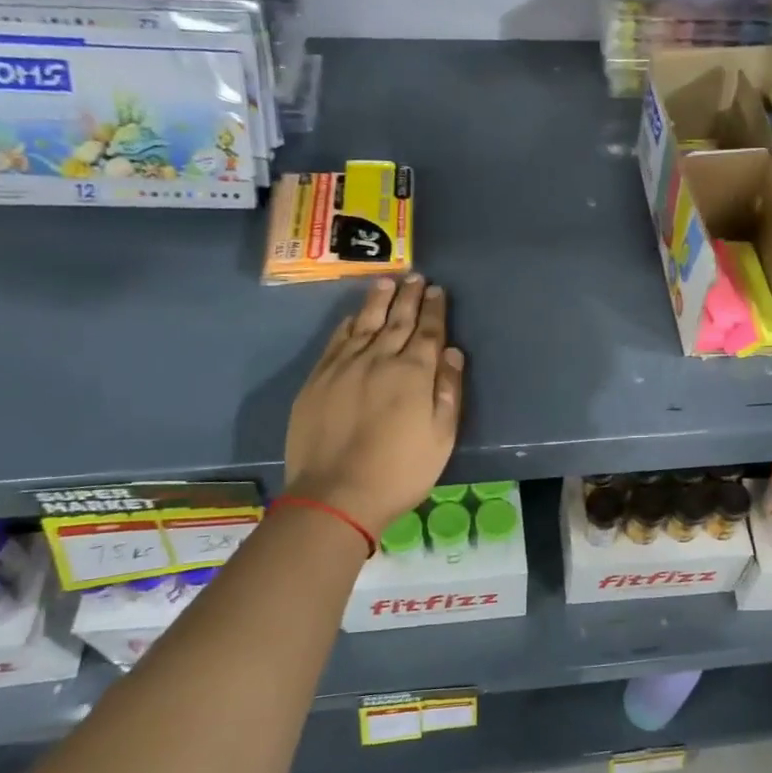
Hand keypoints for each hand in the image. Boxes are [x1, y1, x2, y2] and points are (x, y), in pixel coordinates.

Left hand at [283, 276, 464, 536]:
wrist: (336, 495)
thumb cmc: (400, 471)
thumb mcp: (442, 437)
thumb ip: (448, 390)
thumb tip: (452, 351)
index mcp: (414, 373)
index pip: (428, 331)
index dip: (434, 310)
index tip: (437, 290)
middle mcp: (380, 359)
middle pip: (398, 320)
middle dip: (410, 297)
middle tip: (416, 277)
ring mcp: (345, 366)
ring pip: (365, 323)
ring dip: (378, 301)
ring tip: (387, 282)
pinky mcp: (318, 379)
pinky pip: (336, 341)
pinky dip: (348, 324)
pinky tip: (353, 316)